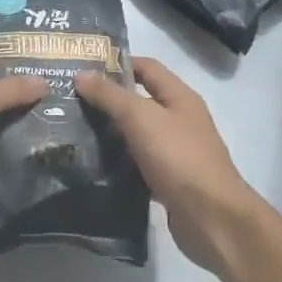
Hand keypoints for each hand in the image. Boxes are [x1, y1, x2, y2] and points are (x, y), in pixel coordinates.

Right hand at [75, 58, 264, 274]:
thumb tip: (81, 74)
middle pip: (140, 99)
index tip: (81, 68)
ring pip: (137, 132)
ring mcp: (175, 151)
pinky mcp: (168, 179)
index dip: (116, 63)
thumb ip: (111, 96)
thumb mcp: (142, 119)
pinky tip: (93, 163)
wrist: (212, 219)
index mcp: (179, 97)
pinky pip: (138, 161)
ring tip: (73, 129)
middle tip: (69, 100)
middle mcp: (179, 119)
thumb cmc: (179, 159)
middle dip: (107, 98)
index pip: (146, 67)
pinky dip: (118, 159)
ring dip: (110, 130)